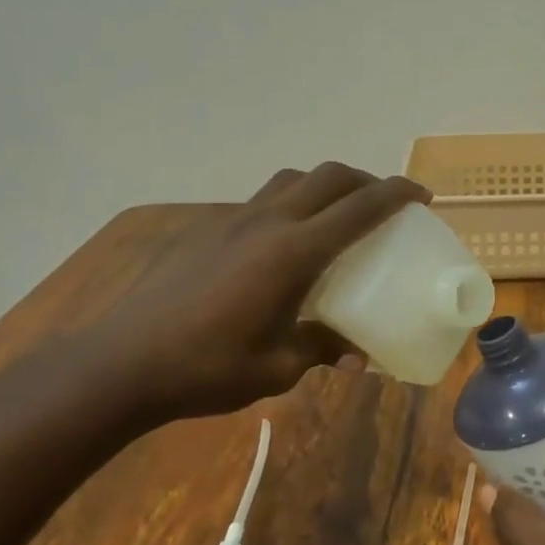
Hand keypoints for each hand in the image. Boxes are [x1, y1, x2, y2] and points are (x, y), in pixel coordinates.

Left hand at [83, 163, 427, 422]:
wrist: (122, 362)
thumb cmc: (208, 368)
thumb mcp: (278, 367)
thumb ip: (322, 349)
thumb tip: (357, 355)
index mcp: (294, 252)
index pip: (360, 207)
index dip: (398, 194)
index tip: (423, 196)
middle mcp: (267, 222)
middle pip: (328, 176)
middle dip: (365, 181)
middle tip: (384, 205)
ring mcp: (231, 220)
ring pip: (290, 181)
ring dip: (323, 186)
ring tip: (334, 216)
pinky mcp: (204, 229)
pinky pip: (258, 202)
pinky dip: (286, 205)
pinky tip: (279, 245)